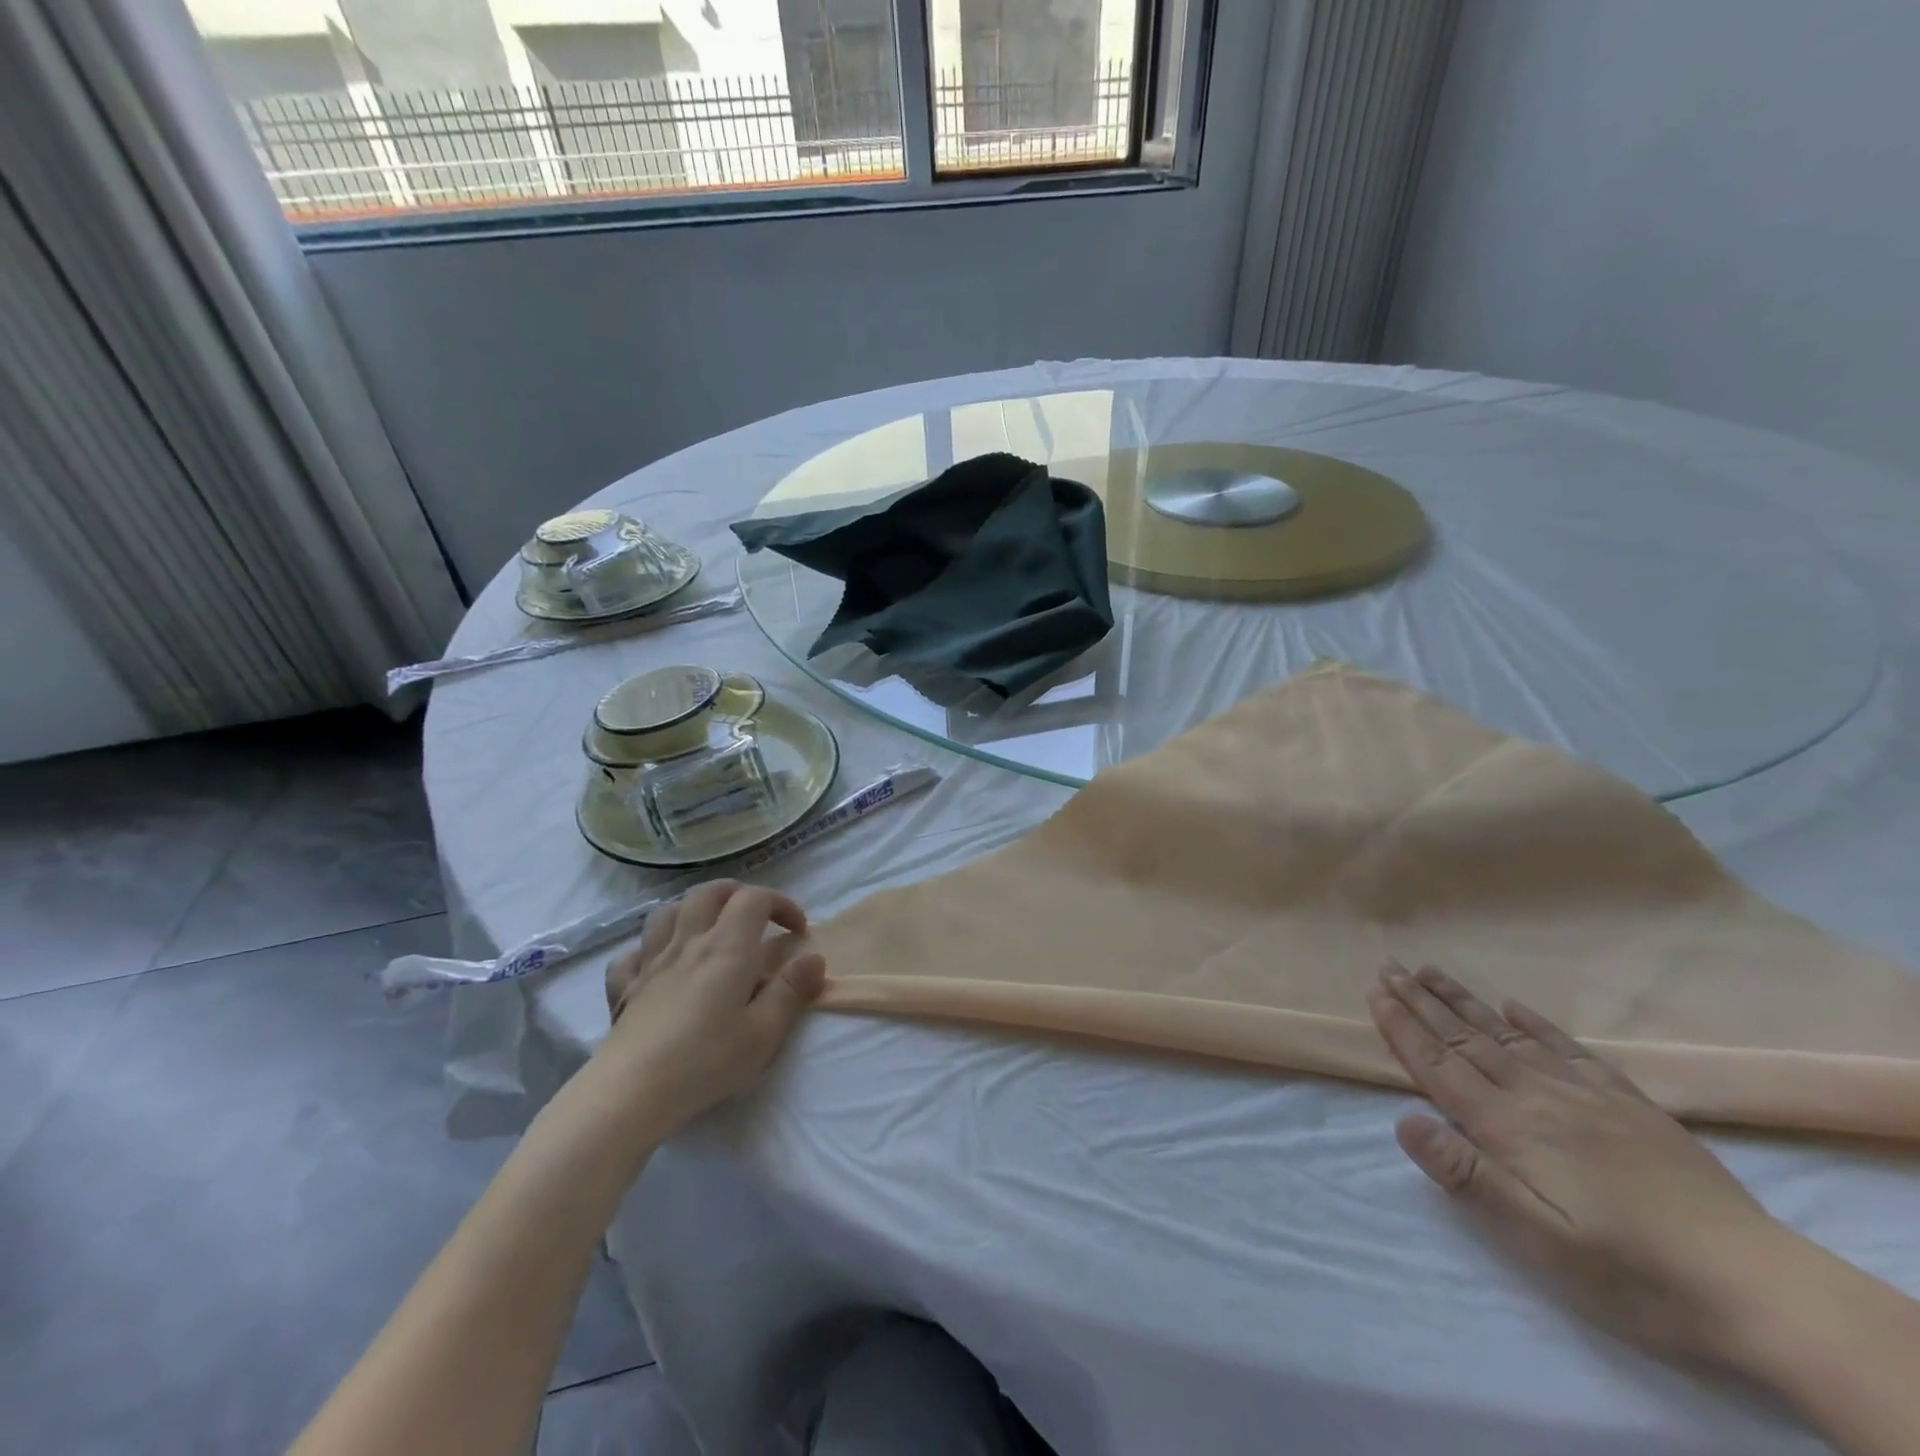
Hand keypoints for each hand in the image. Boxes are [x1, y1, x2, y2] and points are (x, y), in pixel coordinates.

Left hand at [595, 880, 825, 1136]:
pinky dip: (649, 950)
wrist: (631, 1092)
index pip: (755, 899)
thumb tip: (814, 958)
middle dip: (738, 894)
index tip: (798, 931)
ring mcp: (651, 962)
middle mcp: (689, 942)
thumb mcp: (764, 1032)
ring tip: (708, 930)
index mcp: (727, 947)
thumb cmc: (706, 1061)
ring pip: (668, 912)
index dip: (781, 903)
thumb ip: (792, 990)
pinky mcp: (625, 988)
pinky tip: (658, 965)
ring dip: (692, 910)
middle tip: (757, 918)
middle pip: (709, 892)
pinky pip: (632, 953)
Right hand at [1367, 962, 1797, 1366]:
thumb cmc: (1631, 1271)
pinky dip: (1536, 1024)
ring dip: (1463, 1001)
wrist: (1759, 1287)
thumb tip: (1402, 1119)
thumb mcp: (1538, 1239)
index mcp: (1510, 1128)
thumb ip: (1467, 1175)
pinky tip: (1516, 1007)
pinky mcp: (1629, 1105)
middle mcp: (1538, 1097)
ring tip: (1431, 971)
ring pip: (1508, 1035)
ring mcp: (1586, 1096)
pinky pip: (1570, 1050)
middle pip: (1466, 1039)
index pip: (1440, 1065)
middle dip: (1422, 1002)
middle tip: (1389, 966)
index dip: (1403, 1028)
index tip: (1374, 993)